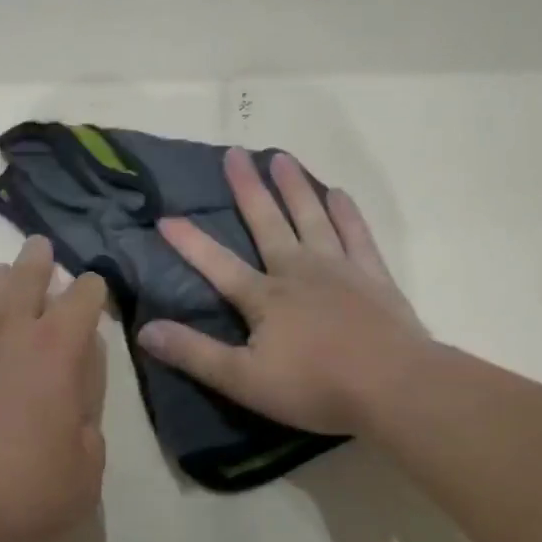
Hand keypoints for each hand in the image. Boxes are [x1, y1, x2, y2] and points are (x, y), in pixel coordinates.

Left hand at [0, 237, 107, 541]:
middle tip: (41, 251)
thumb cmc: (16, 491)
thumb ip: (88, 434)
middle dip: (39, 260)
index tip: (91, 290)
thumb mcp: (82, 477)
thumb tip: (77, 413)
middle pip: (28, 274)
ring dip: (2, 277)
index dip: (91, 290)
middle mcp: (11, 327)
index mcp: (58, 349)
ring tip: (5, 276)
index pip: (82, 298)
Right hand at [137, 148, 428, 441]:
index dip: (189, 242)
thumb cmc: (316, 387)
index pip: (217, 264)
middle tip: (234, 153)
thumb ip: (195, 353)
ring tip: (280, 157)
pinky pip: (356, 235)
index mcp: (264, 297)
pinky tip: (338, 194)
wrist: (395, 387)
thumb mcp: (244, 380)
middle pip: (267, 224)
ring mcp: (339, 269)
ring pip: (311, 218)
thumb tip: (146, 330)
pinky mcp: (373, 277)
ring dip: (294, 188)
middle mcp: (298, 271)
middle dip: (247, 189)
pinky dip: (346, 213)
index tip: (165, 216)